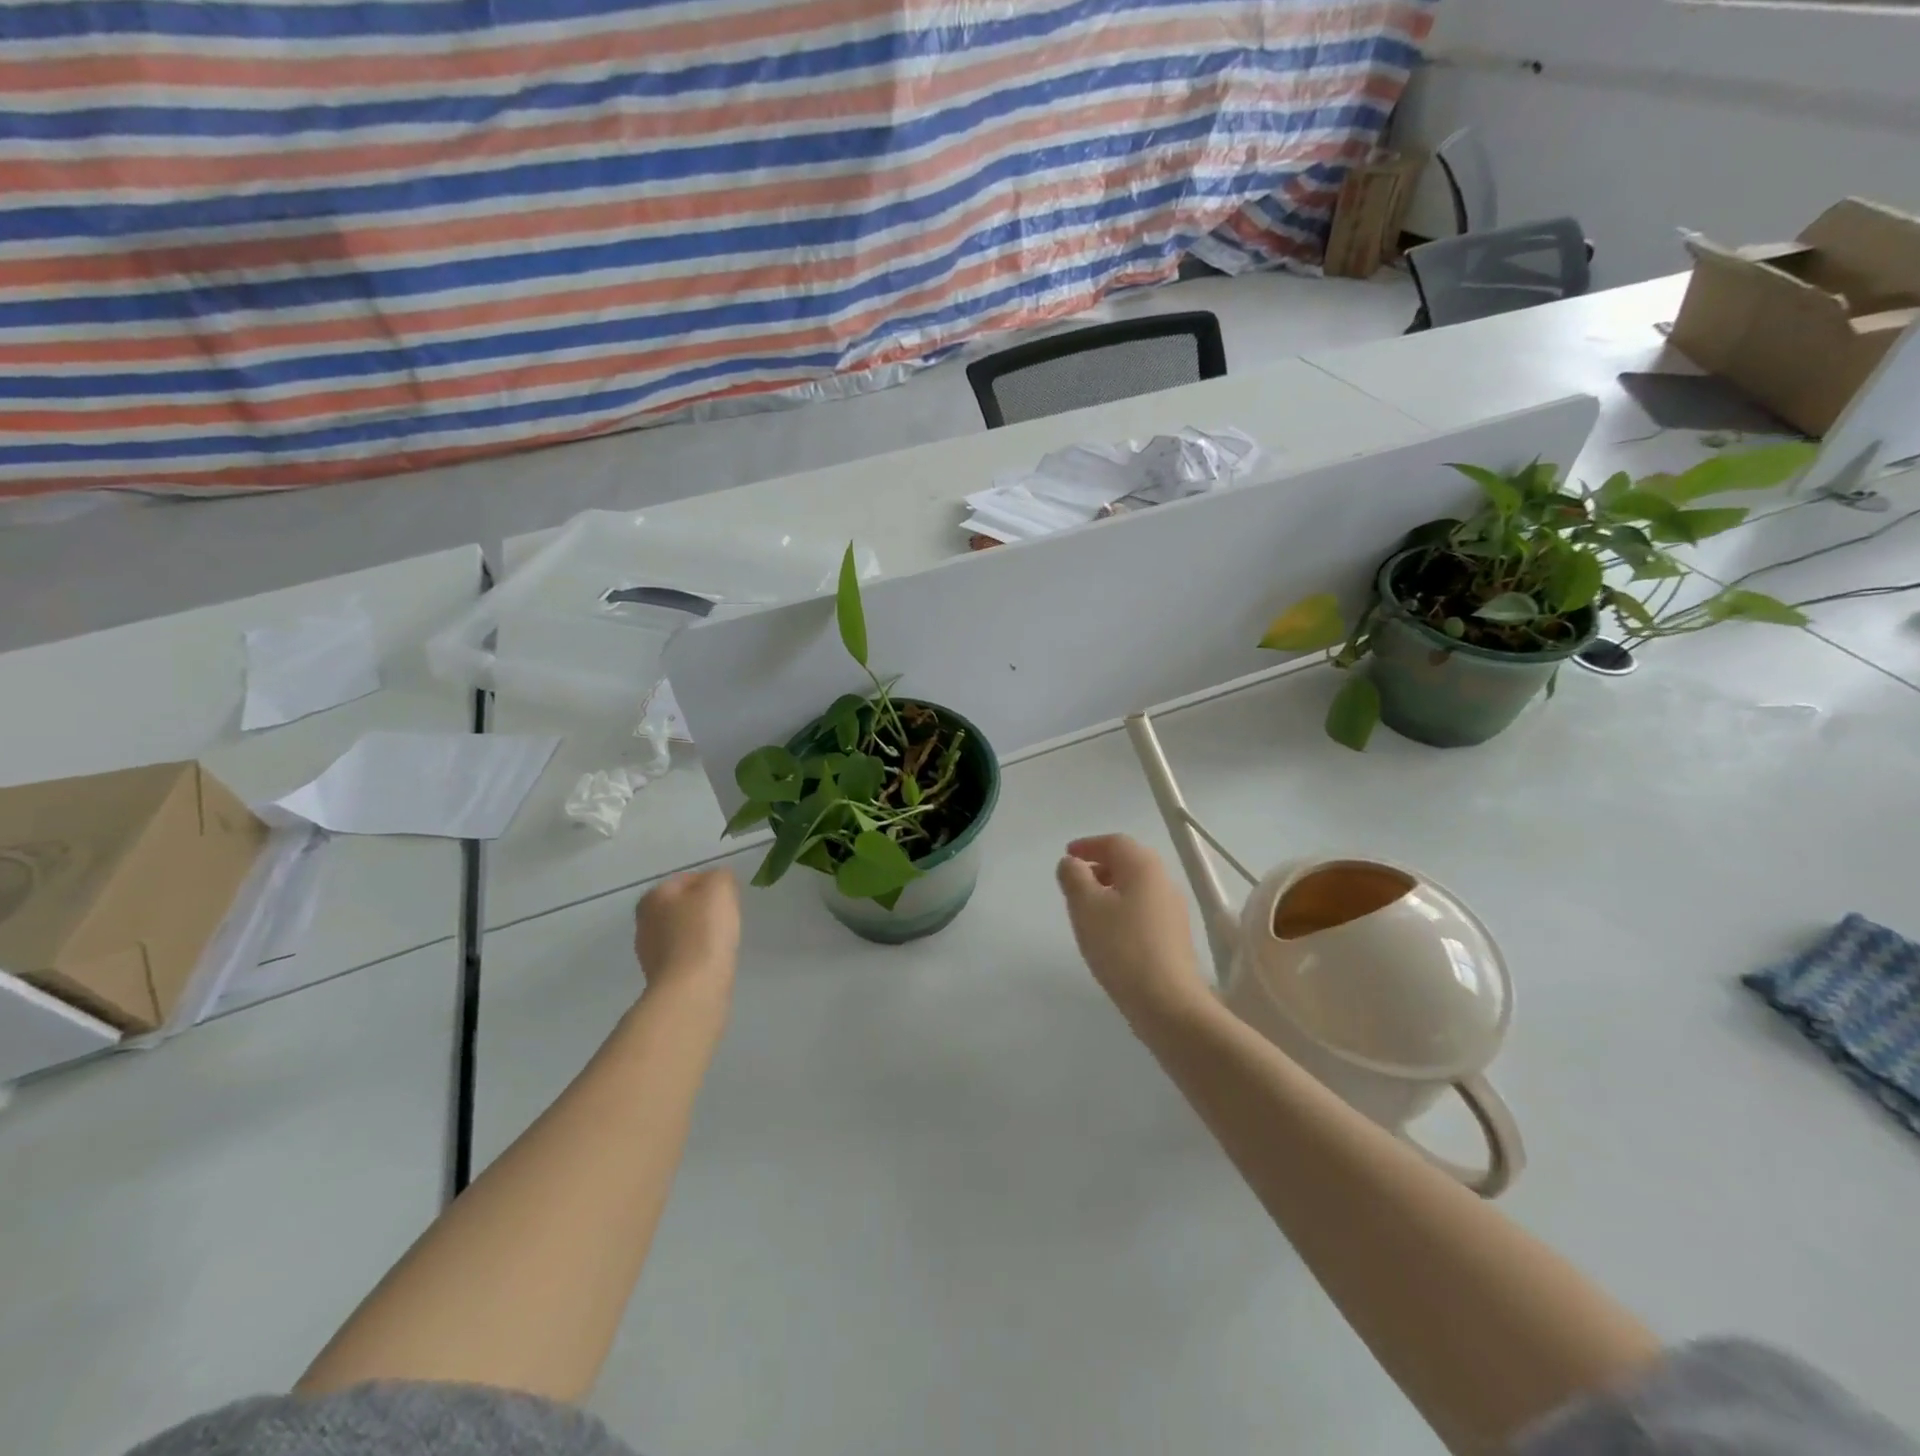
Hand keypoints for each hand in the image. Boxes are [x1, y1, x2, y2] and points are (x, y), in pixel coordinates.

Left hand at [634, 869, 739, 997]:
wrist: (692, 988)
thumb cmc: (704, 930)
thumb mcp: (720, 887)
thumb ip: (720, 876)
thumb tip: (717, 882)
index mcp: (653, 897)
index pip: (688, 880)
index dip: (712, 886)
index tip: (728, 899)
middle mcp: (644, 922)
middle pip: (682, 907)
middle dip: (702, 911)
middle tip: (726, 918)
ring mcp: (649, 953)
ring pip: (682, 933)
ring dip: (700, 934)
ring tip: (721, 942)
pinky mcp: (660, 978)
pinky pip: (684, 957)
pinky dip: (697, 956)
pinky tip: (712, 961)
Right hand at [1057, 835, 1208, 1023]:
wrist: (1167, 1002)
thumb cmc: (1121, 947)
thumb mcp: (1085, 907)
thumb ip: (1074, 877)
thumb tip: (1071, 863)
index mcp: (1143, 866)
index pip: (1114, 842)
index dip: (1088, 845)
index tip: (1068, 855)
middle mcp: (1163, 881)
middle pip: (1129, 861)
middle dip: (1100, 865)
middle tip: (1075, 881)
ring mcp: (1173, 910)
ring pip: (1137, 886)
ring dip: (1111, 888)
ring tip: (1087, 908)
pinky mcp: (1174, 936)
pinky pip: (1144, 909)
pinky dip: (1123, 908)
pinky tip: (1108, 932)